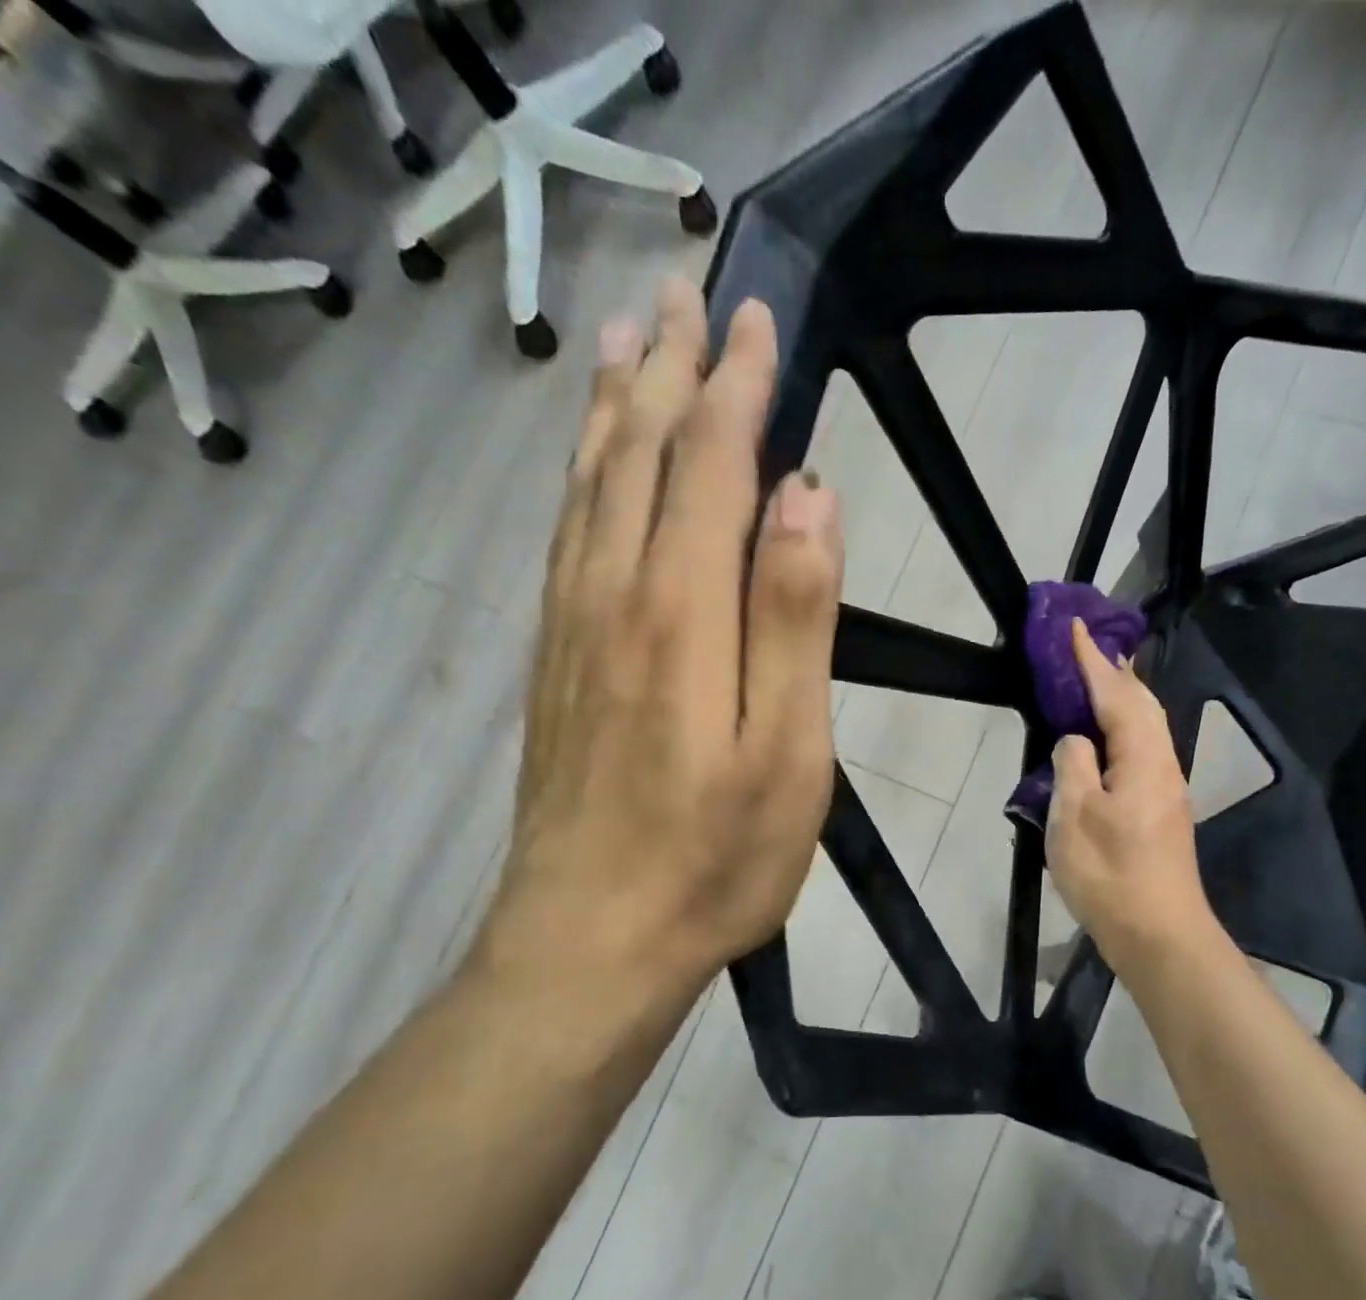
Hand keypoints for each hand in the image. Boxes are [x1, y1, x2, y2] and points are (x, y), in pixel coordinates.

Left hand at [494, 278, 843, 1001]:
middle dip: (671, 369)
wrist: (588, 943)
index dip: (737, 388)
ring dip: (615, 405)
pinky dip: (582, 475)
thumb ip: (795, 618)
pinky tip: (589, 463)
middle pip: (640, 455)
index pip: (712, 467)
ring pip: (590, 486)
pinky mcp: (555, 661)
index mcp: (681, 612)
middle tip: (687, 291)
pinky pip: (566, 536)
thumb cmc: (713, 860)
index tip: (758, 319)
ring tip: (626, 338)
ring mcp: (572, 627)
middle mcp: (613, 595)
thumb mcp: (787, 751)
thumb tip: (811, 498)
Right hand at [1045, 620, 1214, 970]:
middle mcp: (1163, 765)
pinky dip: (1125, 727)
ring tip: (1100, 680)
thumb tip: (1076, 742)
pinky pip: (1143, 749)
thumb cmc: (1111, 874)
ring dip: (1123, 698)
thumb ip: (1073, 766)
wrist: (1159, 935)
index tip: (1077, 628)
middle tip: (1090, 648)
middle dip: (1117, 672)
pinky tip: (1109, 737)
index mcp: (1142, 759)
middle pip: (1143, 705)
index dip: (1094, 661)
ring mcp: (1166, 790)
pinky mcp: (1161, 811)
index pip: (1116, 695)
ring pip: (1147, 727)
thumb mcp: (1074, 817)